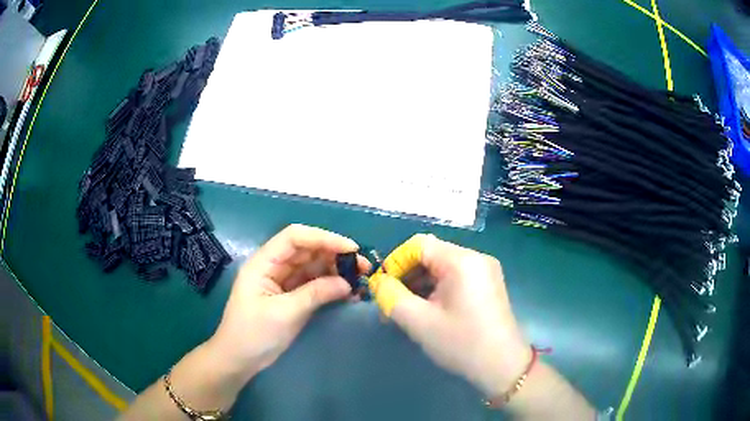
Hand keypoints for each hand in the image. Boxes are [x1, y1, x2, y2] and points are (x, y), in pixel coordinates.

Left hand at [208, 224, 369, 380]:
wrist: (240, 359)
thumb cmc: (254, 334)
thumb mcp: (284, 313)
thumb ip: (315, 294)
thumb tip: (348, 283)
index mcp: (264, 263)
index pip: (295, 238)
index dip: (323, 238)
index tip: (350, 249)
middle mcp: (274, 267)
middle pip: (307, 250)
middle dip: (335, 254)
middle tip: (363, 267)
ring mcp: (283, 282)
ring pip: (313, 267)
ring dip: (336, 271)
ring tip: (360, 279)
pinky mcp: (291, 297)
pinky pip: (313, 285)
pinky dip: (330, 286)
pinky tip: (348, 292)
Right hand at [370, 234, 529, 398]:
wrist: (502, 366)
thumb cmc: (461, 343)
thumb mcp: (419, 321)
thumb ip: (391, 297)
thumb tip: (379, 282)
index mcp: (461, 260)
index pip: (418, 245)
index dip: (395, 262)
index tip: (383, 288)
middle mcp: (476, 258)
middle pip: (431, 255)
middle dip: (406, 276)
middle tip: (391, 304)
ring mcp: (484, 271)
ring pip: (442, 268)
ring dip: (420, 285)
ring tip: (405, 311)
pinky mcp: (487, 285)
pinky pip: (455, 278)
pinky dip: (437, 290)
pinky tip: (427, 311)